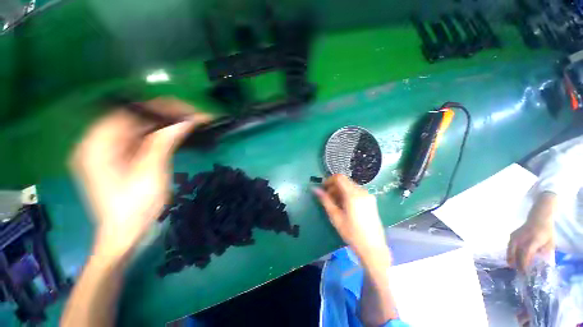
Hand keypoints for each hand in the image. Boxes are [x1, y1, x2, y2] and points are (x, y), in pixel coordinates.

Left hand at [70, 97, 211, 257]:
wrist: (126, 233)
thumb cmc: (136, 206)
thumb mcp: (151, 171)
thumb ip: (164, 141)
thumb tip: (186, 121)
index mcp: (98, 144)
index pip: (130, 112)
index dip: (161, 108)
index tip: (188, 111)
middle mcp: (99, 142)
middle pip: (135, 118)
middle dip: (166, 116)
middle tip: (194, 118)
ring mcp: (109, 150)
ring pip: (140, 127)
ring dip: (166, 125)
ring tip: (191, 124)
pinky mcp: (120, 157)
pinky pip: (141, 139)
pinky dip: (161, 135)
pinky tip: (177, 135)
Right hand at [314, 174, 388, 262]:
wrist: (373, 247)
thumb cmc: (352, 233)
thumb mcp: (335, 217)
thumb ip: (325, 200)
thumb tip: (315, 189)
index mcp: (353, 195)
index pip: (339, 178)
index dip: (329, 180)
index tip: (324, 189)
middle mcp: (362, 191)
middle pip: (345, 181)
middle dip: (334, 187)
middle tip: (328, 198)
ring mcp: (368, 195)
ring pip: (350, 186)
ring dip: (341, 190)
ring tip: (336, 203)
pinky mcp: (371, 200)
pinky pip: (357, 191)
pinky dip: (348, 194)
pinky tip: (346, 205)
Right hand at [507, 192, 556, 272]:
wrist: (539, 218)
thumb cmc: (546, 232)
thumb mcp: (549, 244)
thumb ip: (544, 254)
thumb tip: (539, 266)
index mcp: (532, 242)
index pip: (525, 255)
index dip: (524, 265)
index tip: (525, 274)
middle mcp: (521, 239)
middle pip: (515, 254)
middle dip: (515, 264)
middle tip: (517, 273)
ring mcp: (515, 237)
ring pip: (510, 250)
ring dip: (511, 259)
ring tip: (512, 267)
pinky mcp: (512, 236)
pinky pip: (509, 246)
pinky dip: (510, 253)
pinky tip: (512, 258)